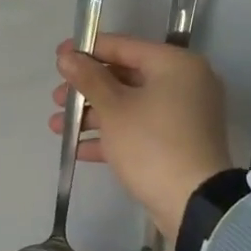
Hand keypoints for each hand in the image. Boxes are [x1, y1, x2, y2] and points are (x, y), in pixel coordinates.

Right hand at [50, 34, 235, 241]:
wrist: (193, 203)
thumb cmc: (151, 144)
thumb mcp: (114, 108)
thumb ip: (88, 78)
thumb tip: (67, 56)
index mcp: (175, 65)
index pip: (124, 46)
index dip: (87, 50)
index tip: (58, 57)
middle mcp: (184, 83)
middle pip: (125, 77)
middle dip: (86, 89)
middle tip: (57, 99)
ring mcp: (183, 115)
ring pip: (129, 105)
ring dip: (92, 115)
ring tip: (57, 127)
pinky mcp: (178, 143)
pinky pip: (139, 129)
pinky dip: (111, 135)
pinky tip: (78, 148)